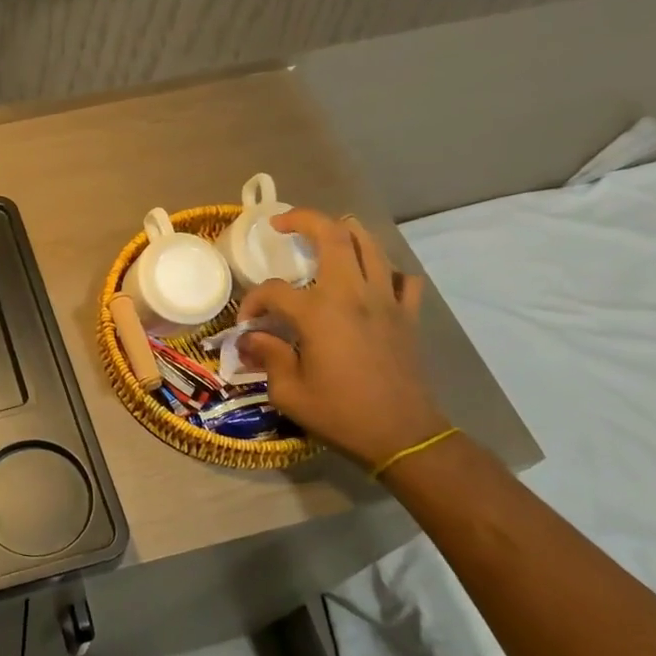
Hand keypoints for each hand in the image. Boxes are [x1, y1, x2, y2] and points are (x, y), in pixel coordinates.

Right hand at [237, 210, 449, 467]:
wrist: (403, 435)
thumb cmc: (340, 414)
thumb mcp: (289, 392)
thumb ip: (268, 356)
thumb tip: (251, 339)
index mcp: (319, 312)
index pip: (274, 290)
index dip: (254, 302)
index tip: (248, 325)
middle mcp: (353, 295)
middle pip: (332, 236)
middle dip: (304, 220)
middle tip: (283, 224)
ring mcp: (386, 301)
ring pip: (370, 246)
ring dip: (346, 232)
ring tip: (327, 233)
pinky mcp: (407, 316)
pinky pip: (402, 279)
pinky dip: (386, 271)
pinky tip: (372, 280)